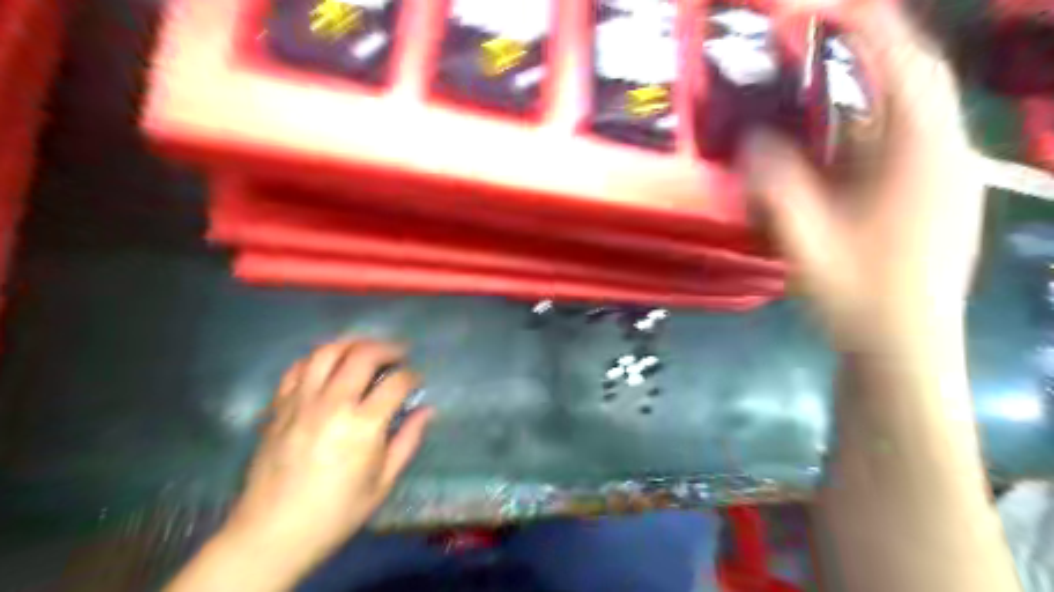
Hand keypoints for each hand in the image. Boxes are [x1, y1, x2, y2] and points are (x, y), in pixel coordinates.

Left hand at [223, 341, 432, 577]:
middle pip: (363, 355)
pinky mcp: (279, 407)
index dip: (413, 376)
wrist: (272, 534)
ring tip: (366, 350)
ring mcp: (301, 402)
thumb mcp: (382, 483)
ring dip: (352, 344)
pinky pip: (297, 368)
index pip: (397, 383)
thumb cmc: (336, 512)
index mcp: (362, 426)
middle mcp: (332, 405)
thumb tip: (427, 411)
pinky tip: (330, 365)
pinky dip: (318, 359)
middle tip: (398, 354)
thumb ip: (408, 441)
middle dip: (388, 348)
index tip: (417, 381)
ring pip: (327, 352)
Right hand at [739, 1, 979, 353]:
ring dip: (864, 92)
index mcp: (923, 160)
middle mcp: (945, 156)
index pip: (904, 66)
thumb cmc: (860, 299)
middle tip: (814, 38)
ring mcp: (944, 177)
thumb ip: (777, 189)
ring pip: (908, 113)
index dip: (866, 25)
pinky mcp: (933, 197)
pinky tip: (835, 145)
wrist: (903, 350)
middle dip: (867, 48)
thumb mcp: (807, 244)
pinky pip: (902, 143)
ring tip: (816, 86)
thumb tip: (753, 140)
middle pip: (913, 79)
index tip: (824, 5)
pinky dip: (867, 128)